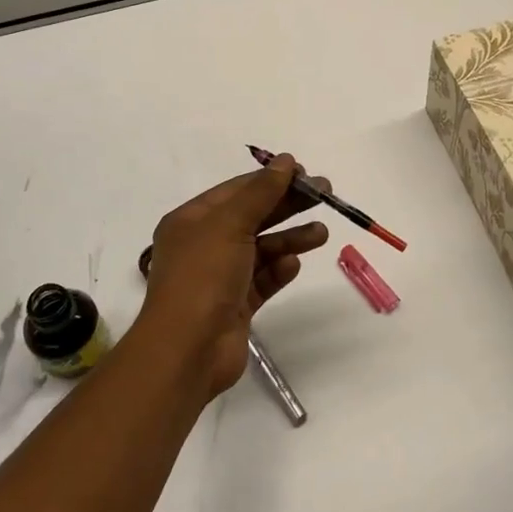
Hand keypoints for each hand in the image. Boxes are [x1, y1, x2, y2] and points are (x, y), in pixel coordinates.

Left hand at [136, 156, 329, 398]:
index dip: (270, 179)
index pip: (236, 190)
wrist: (187, 350)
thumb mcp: (230, 224)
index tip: (305, 173)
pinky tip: (294, 265)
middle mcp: (203, 245)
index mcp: (191, 220)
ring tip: (321, 234)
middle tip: (325, 195)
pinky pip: (262, 280)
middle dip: (287, 205)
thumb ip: (261, 192)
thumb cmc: (203, 276)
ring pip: (261, 249)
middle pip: (252, 216)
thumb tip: (285, 161)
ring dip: (290, 239)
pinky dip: (279, 270)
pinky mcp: (236, 306)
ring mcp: (220, 277)